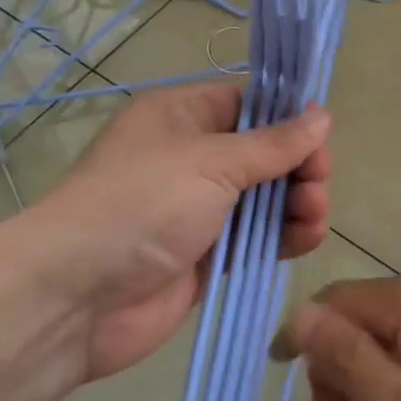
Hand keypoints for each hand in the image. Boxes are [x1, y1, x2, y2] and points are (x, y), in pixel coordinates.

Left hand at [9, 83, 330, 382]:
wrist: (77, 296)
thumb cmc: (143, 204)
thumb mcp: (212, 161)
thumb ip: (274, 144)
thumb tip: (323, 115)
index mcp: (182, 116)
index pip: (248, 104)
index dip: (287, 118)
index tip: (321, 138)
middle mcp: (191, 157)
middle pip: (264, 153)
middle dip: (298, 166)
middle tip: (317, 183)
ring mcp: (200, 209)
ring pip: (266, 197)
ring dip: (298, 202)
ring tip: (313, 214)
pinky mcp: (208, 255)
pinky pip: (257, 238)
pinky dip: (284, 236)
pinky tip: (307, 238)